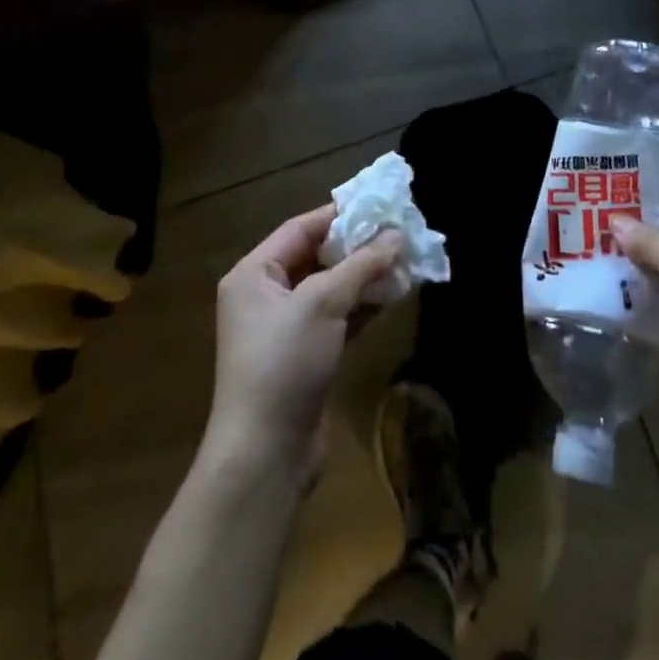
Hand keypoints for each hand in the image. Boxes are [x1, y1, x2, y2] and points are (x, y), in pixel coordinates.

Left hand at [205, 204, 401, 485]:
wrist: (265, 454)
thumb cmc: (283, 362)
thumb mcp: (322, 303)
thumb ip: (361, 265)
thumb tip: (397, 235)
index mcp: (254, 274)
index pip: (300, 228)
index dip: (339, 214)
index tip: (378, 204)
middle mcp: (266, 295)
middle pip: (316, 256)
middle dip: (357, 245)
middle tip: (398, 231)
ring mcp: (286, 328)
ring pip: (331, 288)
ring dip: (365, 275)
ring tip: (404, 258)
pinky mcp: (306, 356)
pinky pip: (338, 317)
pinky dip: (363, 305)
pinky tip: (394, 293)